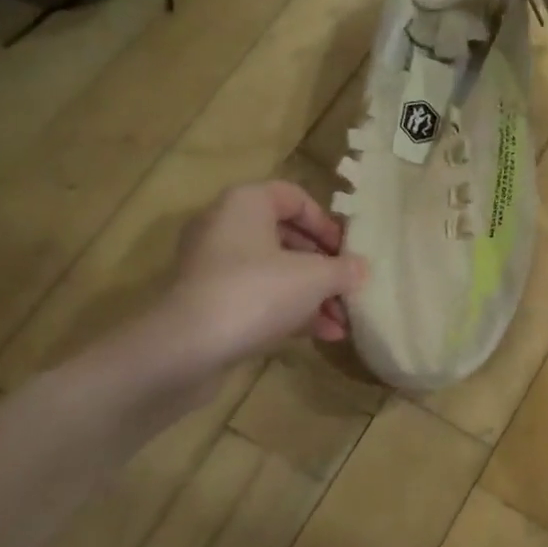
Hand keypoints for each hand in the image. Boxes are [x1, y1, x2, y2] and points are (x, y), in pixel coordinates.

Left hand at [140, 181, 367, 386]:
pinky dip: (290, 311)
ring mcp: (213, 268)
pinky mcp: (209, 304)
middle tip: (349, 286)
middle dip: (325, 266)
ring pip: (275, 272)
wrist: (185, 350)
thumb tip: (362, 269)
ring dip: (313, 294)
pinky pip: (259, 298)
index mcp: (246, 204)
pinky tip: (323, 335)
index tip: (348, 250)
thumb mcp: (315, 278)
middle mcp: (225, 228)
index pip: (294, 197)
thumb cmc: (256, 293)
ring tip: (344, 320)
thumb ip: (344, 269)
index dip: (326, 222)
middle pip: (287, 238)